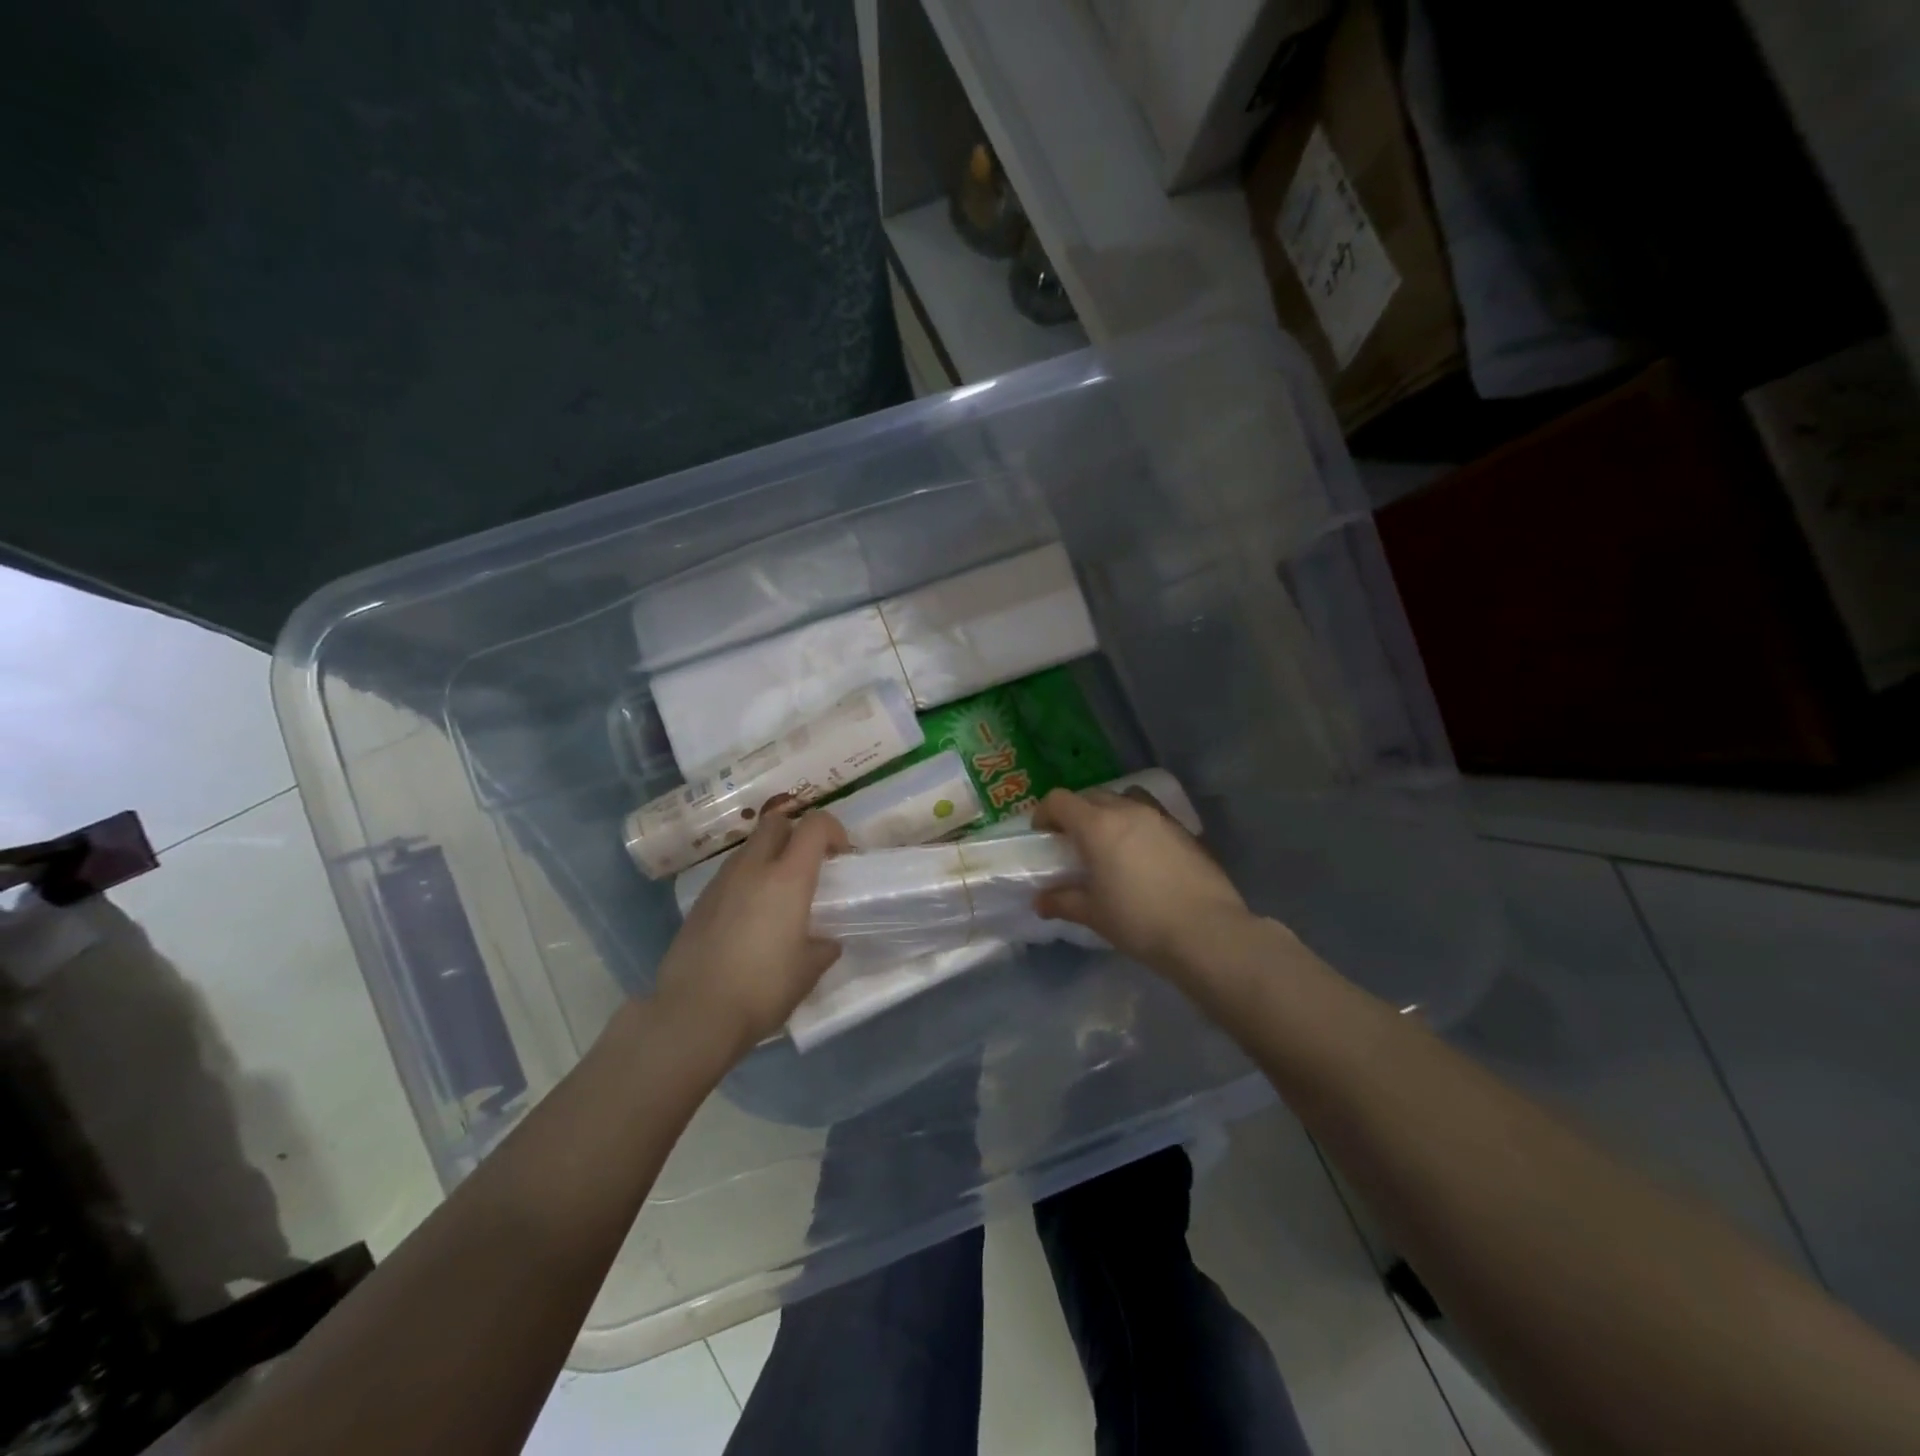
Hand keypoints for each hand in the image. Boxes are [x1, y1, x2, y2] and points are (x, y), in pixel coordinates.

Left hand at [652, 804, 849, 1063]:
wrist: (693, 1013)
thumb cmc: (762, 989)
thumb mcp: (807, 972)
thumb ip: (822, 948)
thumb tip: (826, 942)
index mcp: (788, 878)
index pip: (814, 825)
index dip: (833, 830)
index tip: (841, 856)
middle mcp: (753, 868)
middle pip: (775, 822)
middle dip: (796, 832)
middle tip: (808, 865)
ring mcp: (721, 882)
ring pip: (749, 847)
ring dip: (769, 857)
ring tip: (778, 895)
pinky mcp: (700, 902)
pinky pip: (730, 875)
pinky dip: (746, 881)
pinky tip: (749, 918)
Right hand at [1032, 787, 1253, 976]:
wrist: (1206, 932)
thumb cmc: (1139, 921)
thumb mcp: (1094, 914)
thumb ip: (1063, 901)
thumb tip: (1041, 901)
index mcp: (1097, 825)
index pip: (1060, 800)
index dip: (1045, 814)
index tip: (1043, 836)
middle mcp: (1128, 810)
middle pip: (1092, 796)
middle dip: (1077, 813)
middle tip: (1074, 843)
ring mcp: (1160, 817)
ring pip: (1126, 799)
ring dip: (1111, 812)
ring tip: (1111, 843)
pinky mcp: (1185, 831)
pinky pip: (1152, 815)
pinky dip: (1139, 826)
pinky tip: (1143, 857)